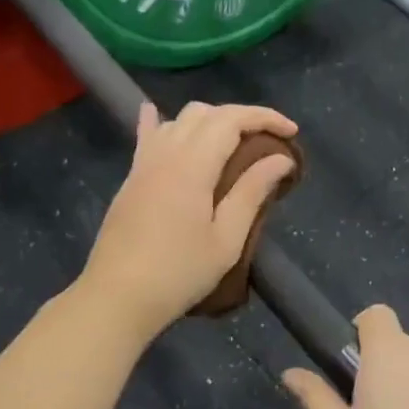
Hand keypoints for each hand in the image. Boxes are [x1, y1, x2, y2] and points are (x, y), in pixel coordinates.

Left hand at [81, 101, 299, 340]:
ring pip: (178, 120)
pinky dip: (162, 122)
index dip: (265, 117)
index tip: (292, 132)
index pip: (231, 119)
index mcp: (192, 165)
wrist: (117, 296)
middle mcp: (165, 153)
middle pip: (205, 113)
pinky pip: (148, 136)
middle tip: (267, 141)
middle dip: (241, 117)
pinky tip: (156, 114)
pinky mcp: (131, 179)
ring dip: (210, 121)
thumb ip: (252, 193)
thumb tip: (281, 159)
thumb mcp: (226, 240)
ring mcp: (143, 164)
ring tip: (233, 142)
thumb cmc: (179, 273)